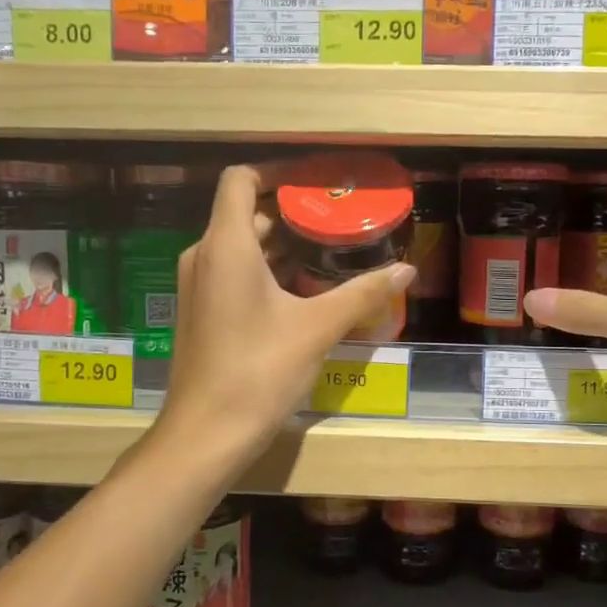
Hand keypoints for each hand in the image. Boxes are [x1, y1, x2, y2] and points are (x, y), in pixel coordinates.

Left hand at [157, 165, 415, 463]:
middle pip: (246, 213)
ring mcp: (200, 286)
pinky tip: (307, 292)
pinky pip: (236, 274)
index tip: (316, 182)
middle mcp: (205, 256)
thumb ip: (362, 293)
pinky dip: (269, 272)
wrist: (205, 435)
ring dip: (284, 246)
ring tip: (333, 253)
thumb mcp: (317, 328)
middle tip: (339, 221)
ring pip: (242, 247)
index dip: (276, 172)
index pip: (240, 178)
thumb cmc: (258, 371)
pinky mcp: (203, 312)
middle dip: (292, 214)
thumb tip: (406, 269)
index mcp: (226, 245)